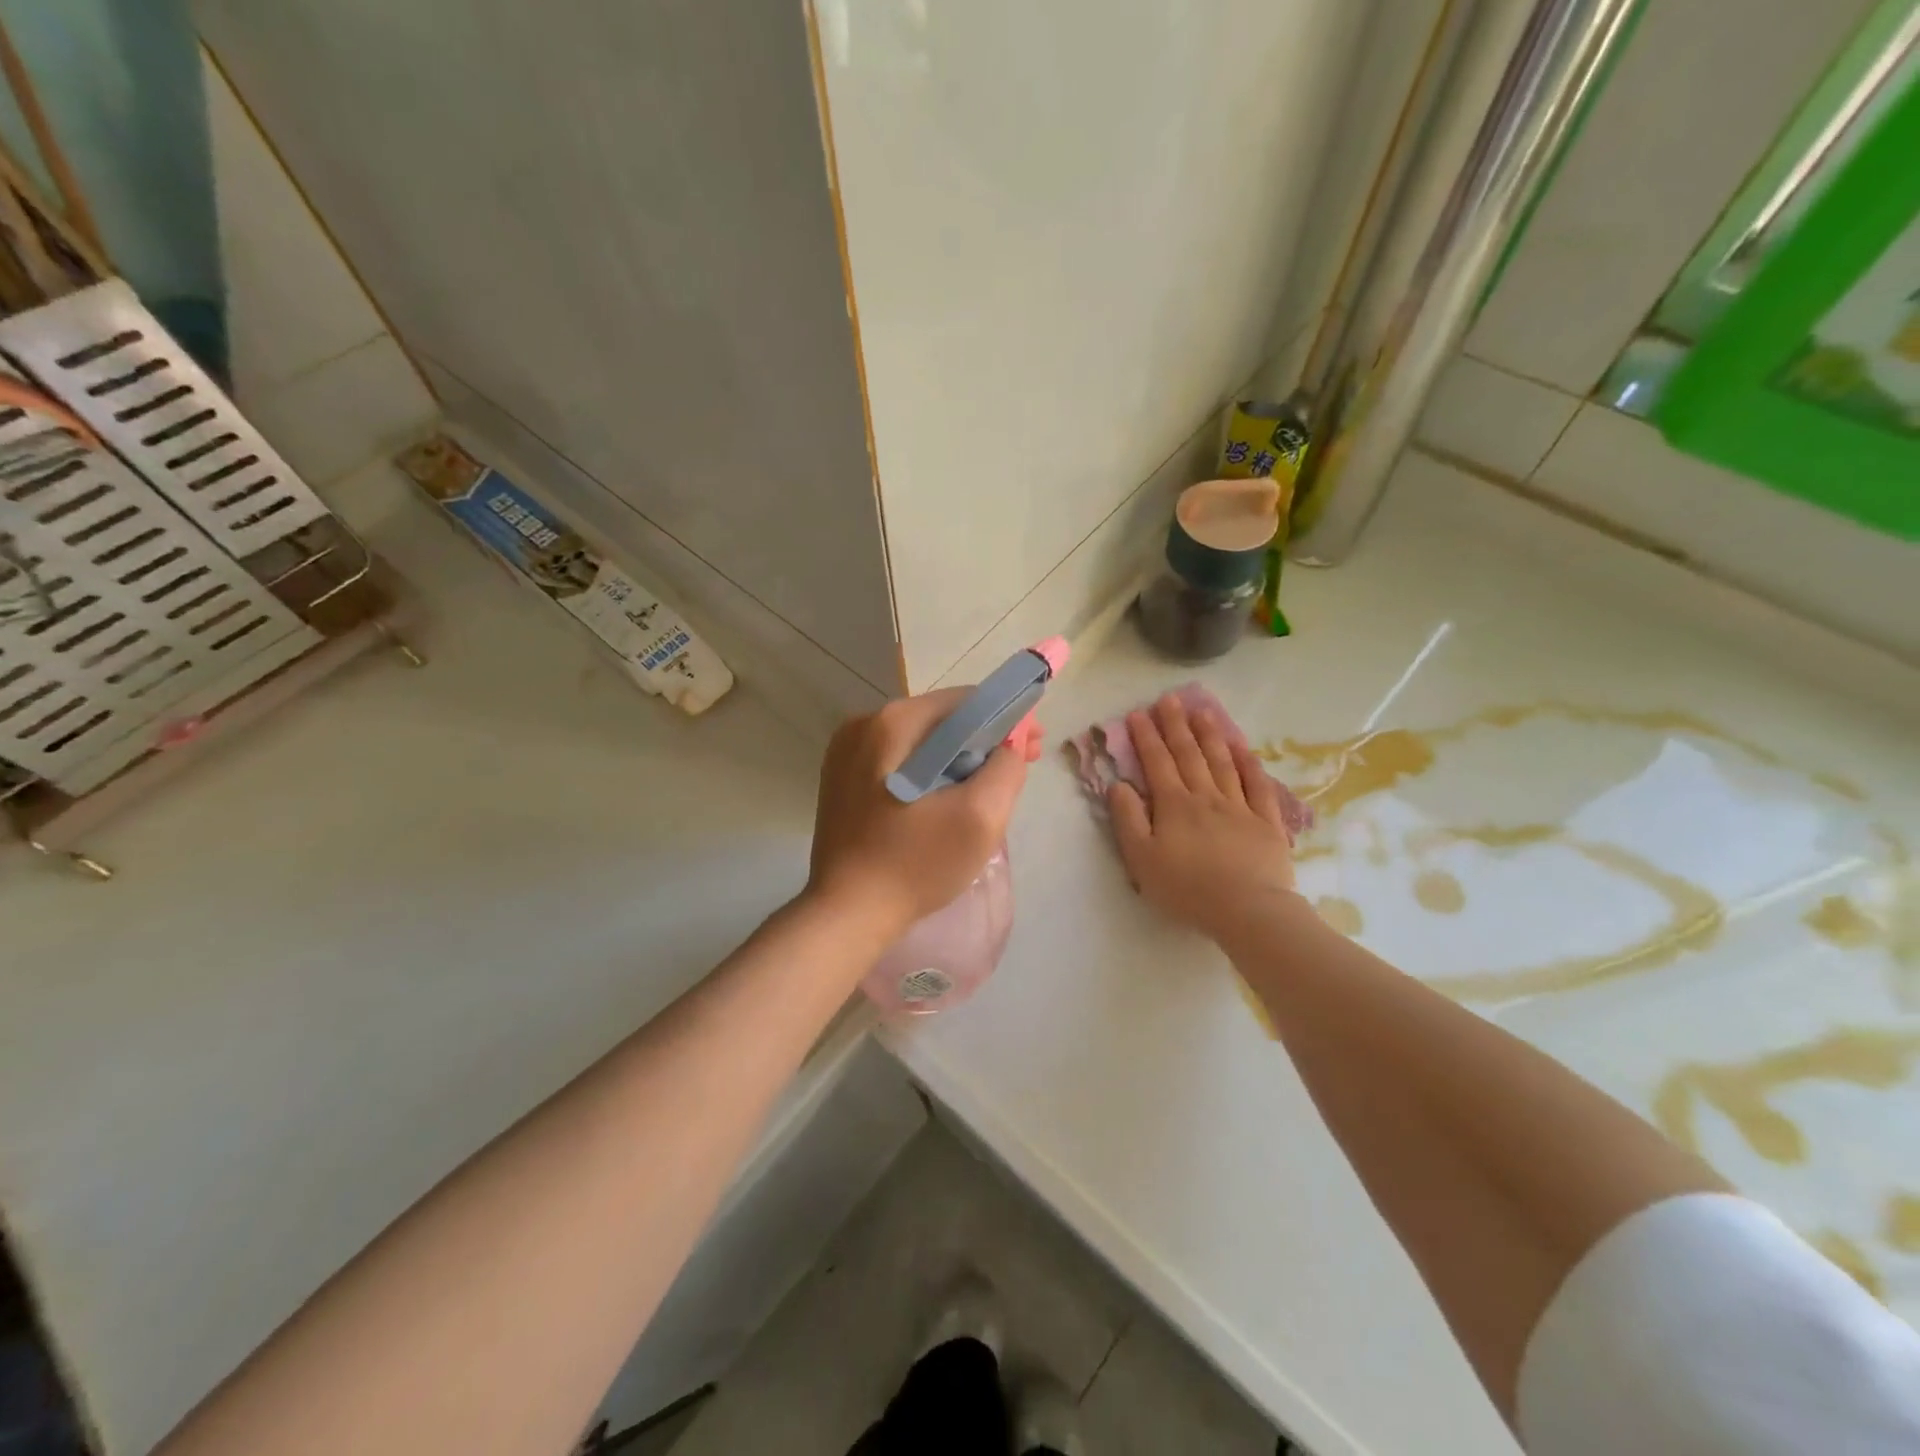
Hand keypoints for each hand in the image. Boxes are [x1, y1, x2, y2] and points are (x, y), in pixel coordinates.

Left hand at [807, 688, 1040, 935]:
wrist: (847, 913)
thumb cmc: (915, 864)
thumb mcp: (980, 817)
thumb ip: (1006, 768)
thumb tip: (1008, 745)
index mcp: (893, 722)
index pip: (967, 701)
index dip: (1008, 720)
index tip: (1032, 750)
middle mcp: (864, 724)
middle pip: (942, 719)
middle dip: (983, 741)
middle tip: (1015, 771)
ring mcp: (846, 751)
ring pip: (921, 741)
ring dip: (956, 758)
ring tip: (983, 791)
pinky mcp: (841, 778)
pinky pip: (898, 761)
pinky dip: (927, 772)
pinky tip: (943, 802)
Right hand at [1108, 693, 1297, 939]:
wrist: (1247, 910)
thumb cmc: (1187, 889)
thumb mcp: (1142, 859)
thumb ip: (1128, 819)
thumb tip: (1118, 785)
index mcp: (1174, 805)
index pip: (1157, 762)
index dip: (1146, 736)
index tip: (1138, 713)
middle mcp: (1206, 796)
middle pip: (1189, 754)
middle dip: (1176, 725)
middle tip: (1169, 699)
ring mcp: (1239, 806)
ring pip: (1222, 762)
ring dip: (1210, 735)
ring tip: (1201, 712)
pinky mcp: (1266, 821)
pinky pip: (1257, 785)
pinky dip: (1249, 763)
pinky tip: (1242, 748)